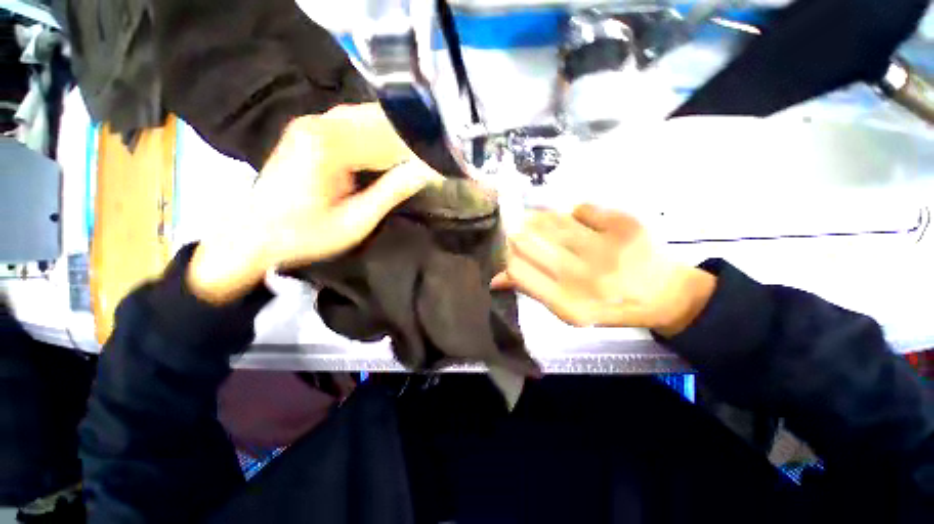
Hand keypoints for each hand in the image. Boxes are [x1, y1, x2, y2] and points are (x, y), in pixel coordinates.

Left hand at [187, 103, 439, 303]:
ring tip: (417, 153)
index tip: (440, 160)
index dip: (417, 149)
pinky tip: (390, 150)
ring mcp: (311, 125)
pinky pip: (351, 125)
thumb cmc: (305, 236)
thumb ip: (391, 192)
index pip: (387, 137)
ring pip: (365, 119)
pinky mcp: (309, 132)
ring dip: (393, 136)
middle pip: (377, 121)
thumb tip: (426, 172)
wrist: (253, 235)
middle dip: (407, 138)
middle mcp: (318, 124)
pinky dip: (375, 137)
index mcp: (328, 146)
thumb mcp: (356, 221)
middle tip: (433, 155)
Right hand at [492, 205, 715, 336]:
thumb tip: (494, 279)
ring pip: (553, 222)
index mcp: (569, 306)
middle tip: (525, 231)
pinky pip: (581, 209)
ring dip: (544, 220)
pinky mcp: (626, 227)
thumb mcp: (566, 308)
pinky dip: (575, 213)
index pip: (518, 271)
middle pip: (530, 241)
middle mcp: (586, 280)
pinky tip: (578, 221)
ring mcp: (608, 251)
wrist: (663, 293)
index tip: (511, 248)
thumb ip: (530, 290)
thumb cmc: (607, 305)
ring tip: (549, 224)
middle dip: (521, 233)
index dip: (509, 255)